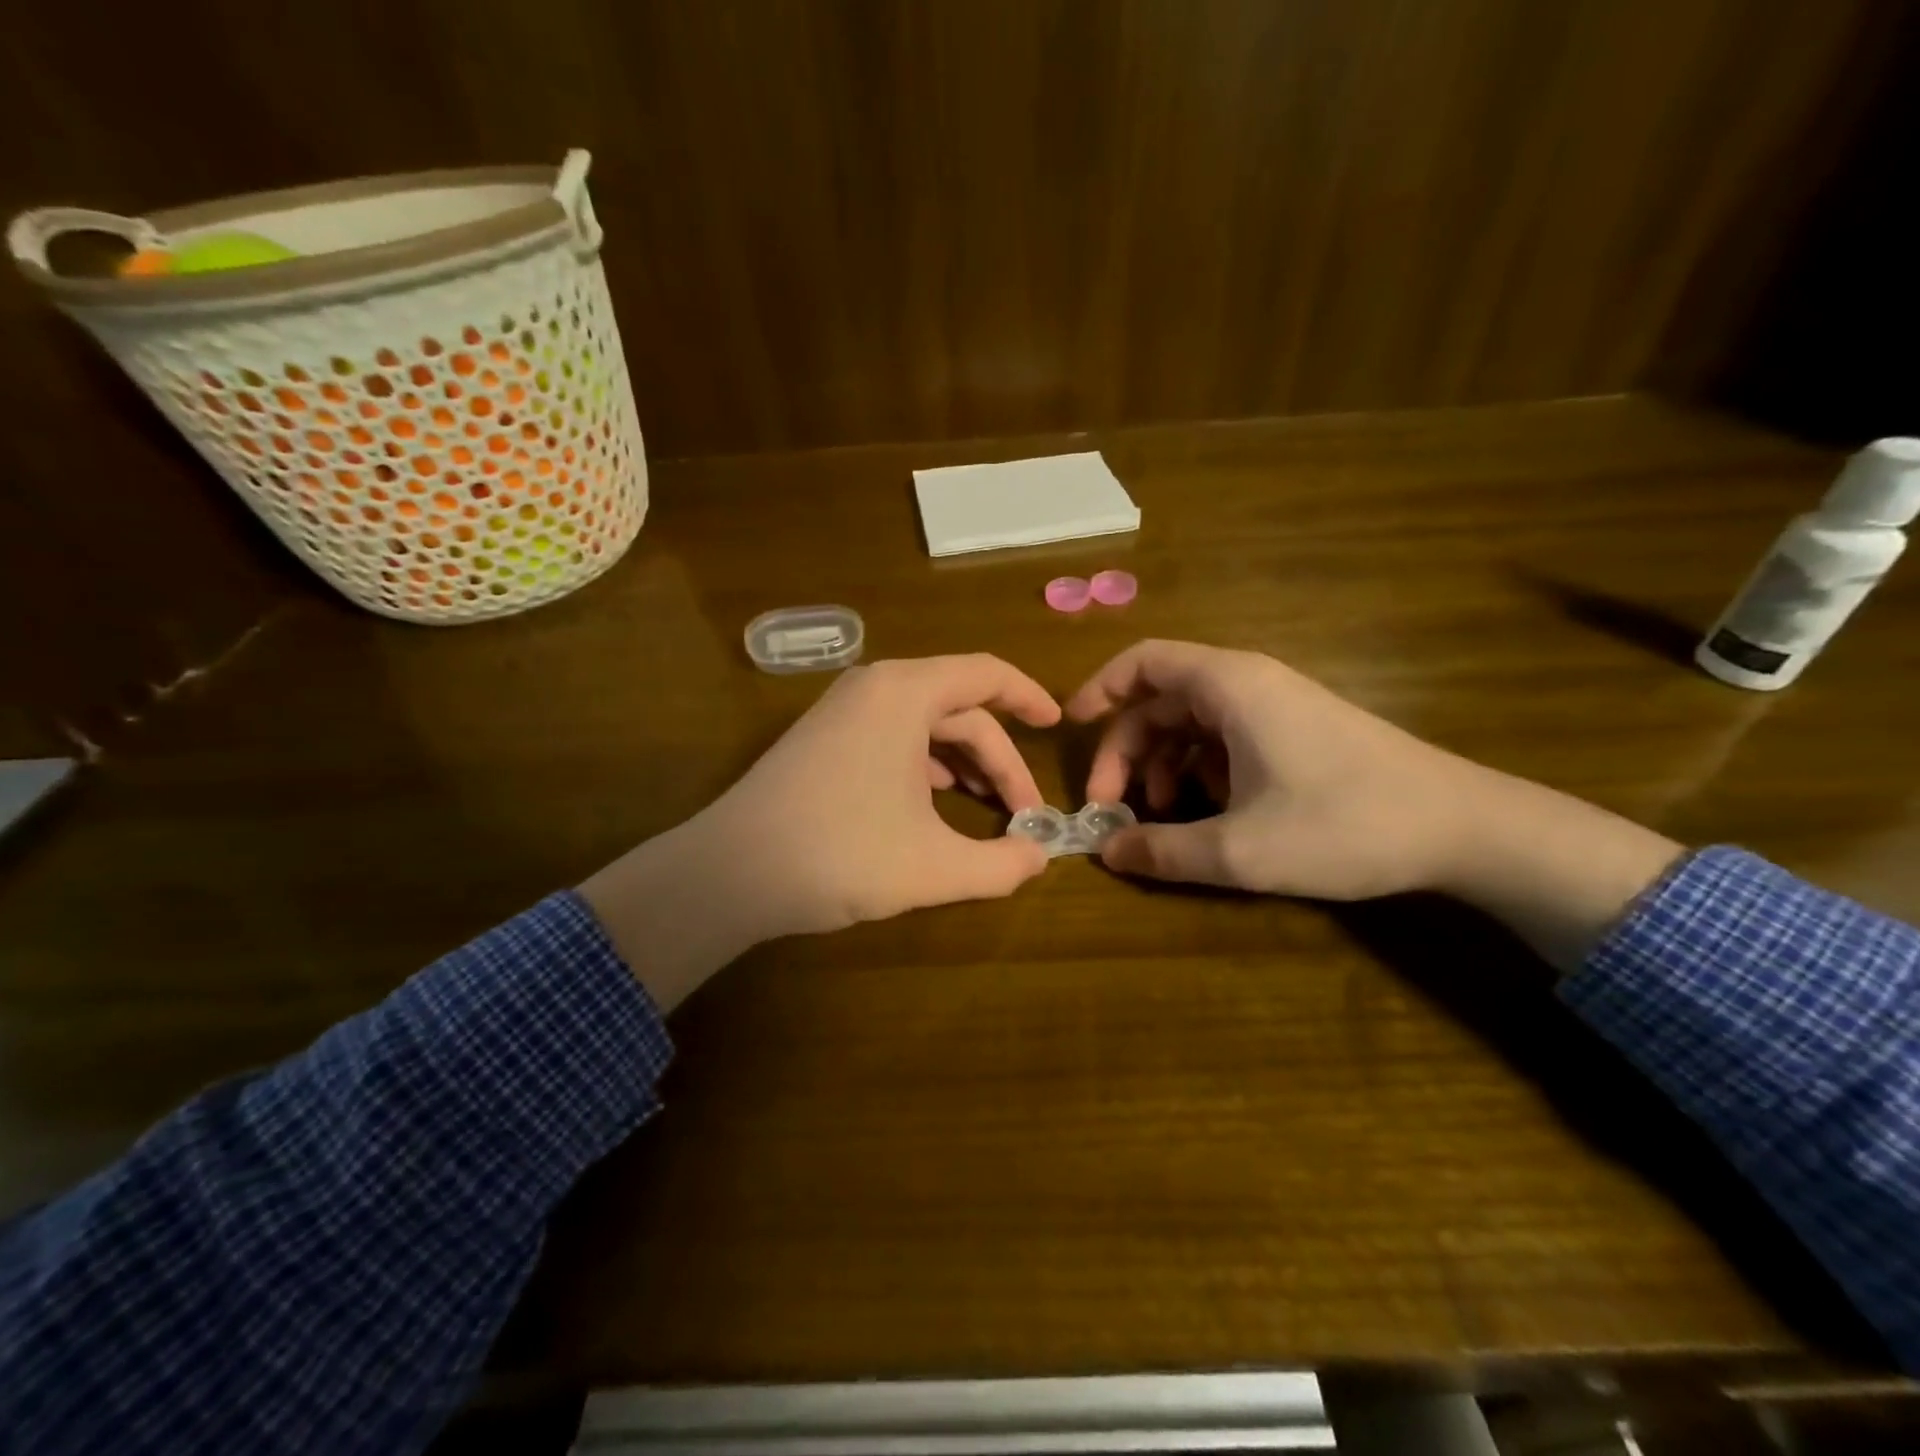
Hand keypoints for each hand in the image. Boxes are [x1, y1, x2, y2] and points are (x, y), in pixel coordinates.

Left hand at [583, 655, 1059, 1006]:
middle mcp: (874, 687)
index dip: (1029, 698)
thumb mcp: (935, 867)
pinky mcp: (822, 739)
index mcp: (906, 693)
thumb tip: (1040, 858)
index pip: (987, 674)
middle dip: (997, 759)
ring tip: (987, 809)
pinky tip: (934, 806)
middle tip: (1023, 814)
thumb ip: (1001, 865)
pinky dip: (925, 767)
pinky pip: (892, 737)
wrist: (728, 873)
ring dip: (963, 764)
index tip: (1056, 728)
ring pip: (924, 725)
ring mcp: (842, 711)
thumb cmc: (841, 855)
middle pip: (959, 708)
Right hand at [1066, 639, 1482, 898]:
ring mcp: (1276, 706)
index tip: (1070, 729)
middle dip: (1126, 750)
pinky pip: (1225, 737)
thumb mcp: (1239, 849)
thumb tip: (1105, 852)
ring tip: (1161, 816)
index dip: (1099, 689)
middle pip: (1160, 699)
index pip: (1142, 661)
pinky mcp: (1296, 731)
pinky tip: (1207, 812)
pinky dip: (1199, 769)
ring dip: (1162, 764)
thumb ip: (1162, 851)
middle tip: (1112, 805)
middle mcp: (1248, 683)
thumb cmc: (1344, 824)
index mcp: (1229, 685)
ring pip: (1191, 721)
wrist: (1464, 828)